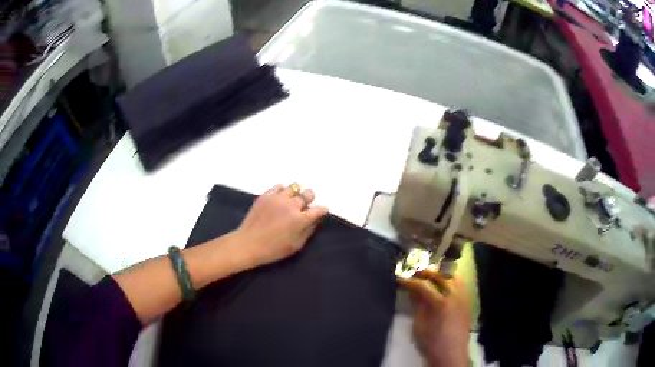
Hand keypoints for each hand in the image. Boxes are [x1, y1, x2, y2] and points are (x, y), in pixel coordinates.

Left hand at [232, 183, 328, 269]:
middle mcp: (291, 205)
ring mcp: (277, 198)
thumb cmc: (273, 249)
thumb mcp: (295, 245)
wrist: (248, 244)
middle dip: (309, 199)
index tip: (322, 211)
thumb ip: (308, 231)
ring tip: (291, 201)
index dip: (322, 210)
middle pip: (307, 193)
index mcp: (300, 219)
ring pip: (294, 187)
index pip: (318, 210)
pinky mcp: (265, 195)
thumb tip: (314, 220)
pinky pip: (278, 187)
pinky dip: (282, 191)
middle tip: (304, 207)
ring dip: (295, 194)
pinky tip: (280, 199)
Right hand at [398, 268, 469, 366]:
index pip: (423, 285)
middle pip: (440, 276)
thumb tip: (411, 290)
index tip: (399, 278)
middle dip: (426, 273)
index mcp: (441, 303)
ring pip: (452, 277)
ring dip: (440, 275)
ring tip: (428, 278)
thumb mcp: (419, 325)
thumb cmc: (431, 342)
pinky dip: (449, 281)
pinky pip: (459, 285)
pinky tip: (442, 286)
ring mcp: (463, 297)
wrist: (451, 354)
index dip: (410, 281)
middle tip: (413, 274)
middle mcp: (455, 295)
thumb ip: (417, 305)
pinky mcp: (467, 302)